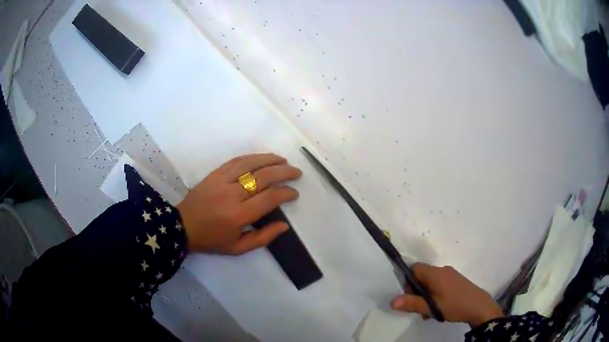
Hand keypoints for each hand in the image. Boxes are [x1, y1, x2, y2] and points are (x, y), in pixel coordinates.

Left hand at [176, 153, 301, 254]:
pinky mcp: (214, 174)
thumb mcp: (238, 248)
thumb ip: (263, 238)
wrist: (182, 226)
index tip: (294, 193)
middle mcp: (232, 194)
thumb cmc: (211, 240)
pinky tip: (262, 158)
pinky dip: (252, 157)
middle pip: (263, 177)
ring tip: (283, 161)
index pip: (269, 198)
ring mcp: (222, 180)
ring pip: (250, 164)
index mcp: (239, 215)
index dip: (285, 193)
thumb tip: (284, 224)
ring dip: (270, 159)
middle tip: (296, 173)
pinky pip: (236, 161)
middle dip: (283, 172)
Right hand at [391, 263, 503, 327]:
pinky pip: (440, 283)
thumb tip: (392, 301)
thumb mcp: (432, 307)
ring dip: (426, 295)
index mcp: (435, 274)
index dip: (408, 282)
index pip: (414, 268)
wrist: (479, 306)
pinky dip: (435, 293)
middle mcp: (442, 270)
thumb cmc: (454, 305)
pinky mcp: (456, 280)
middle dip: (417, 292)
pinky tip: (440, 307)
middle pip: (422, 276)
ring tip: (430, 311)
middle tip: (421, 308)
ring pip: (431, 281)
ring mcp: (450, 274)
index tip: (412, 297)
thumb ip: (412, 304)